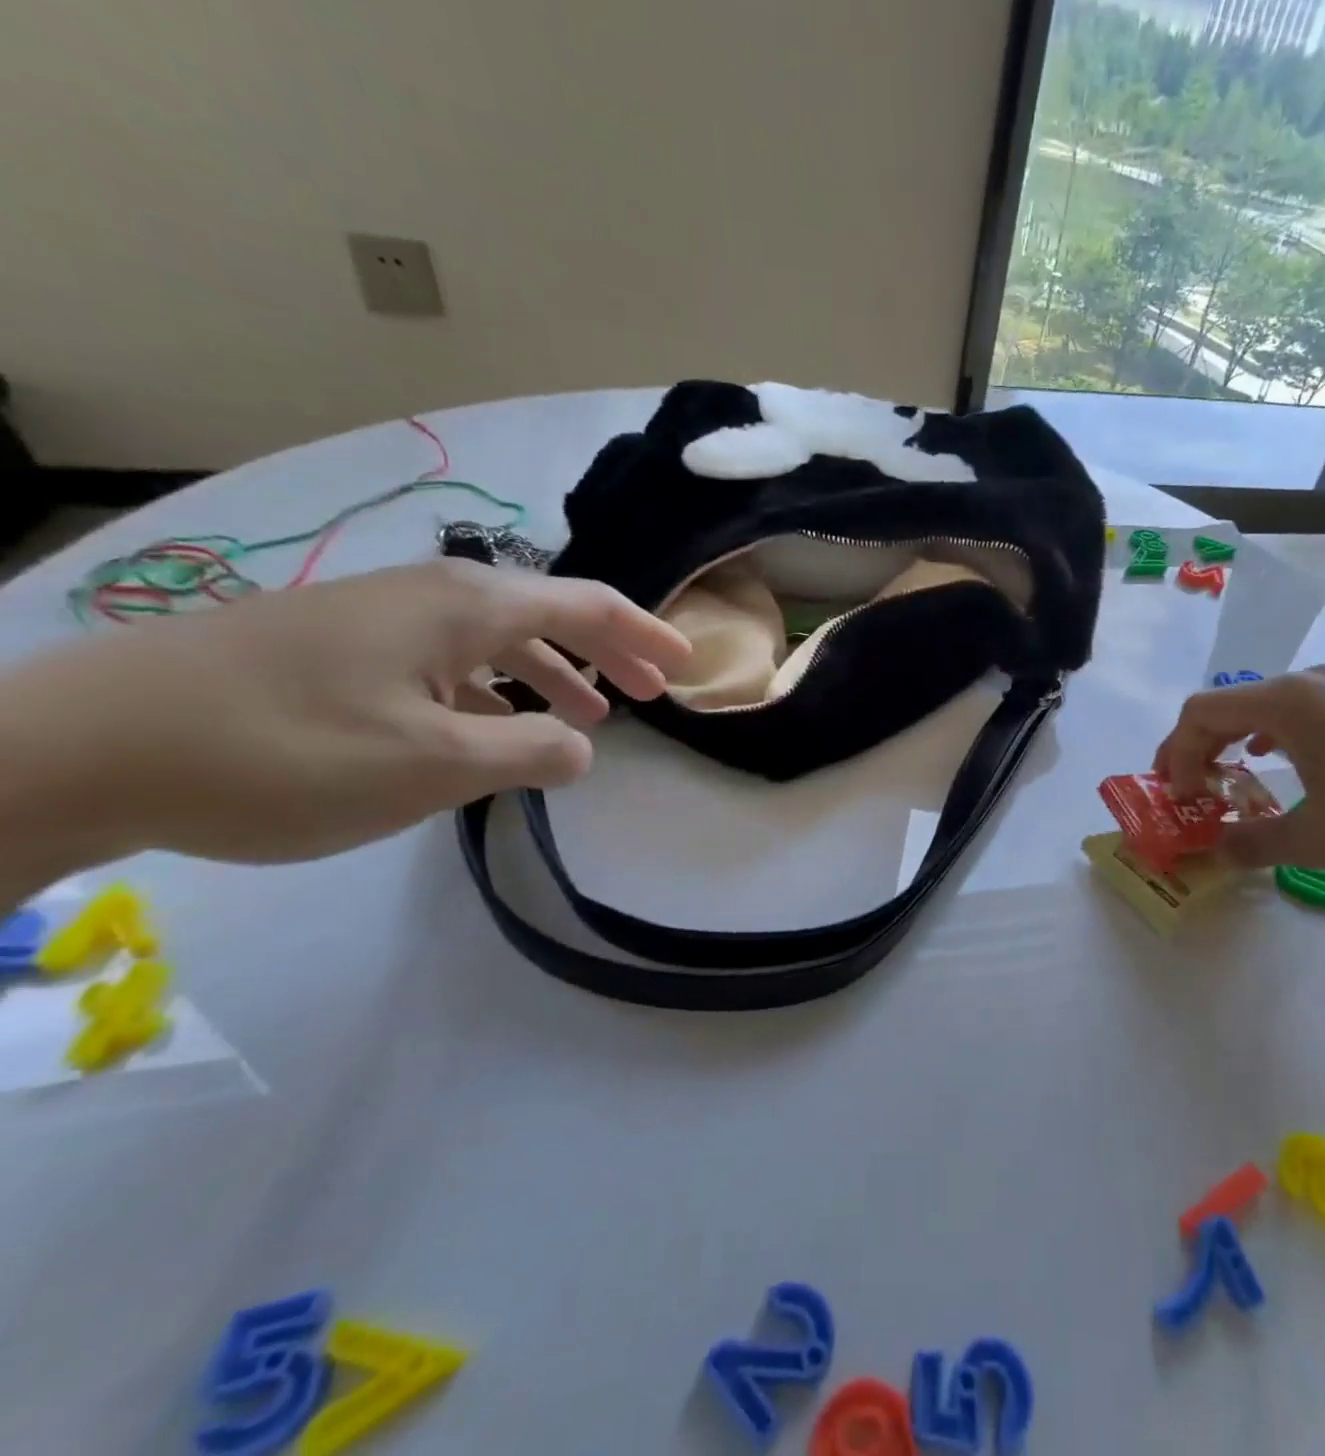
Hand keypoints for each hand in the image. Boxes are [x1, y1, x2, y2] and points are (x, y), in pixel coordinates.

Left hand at [0, 560, 690, 869]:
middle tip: (650, 697)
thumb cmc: (289, 749)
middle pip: (549, 614)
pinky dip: (493, 691)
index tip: (687, 666)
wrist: (83, 746)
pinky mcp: (338, 647)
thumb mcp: (438, 763)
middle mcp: (431, 595)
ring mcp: (378, 618)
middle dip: (609, 654)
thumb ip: (534, 751)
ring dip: (552, 676)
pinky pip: (448, 661)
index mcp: (468, 606)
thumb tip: (583, 746)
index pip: (589, 606)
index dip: (647, 635)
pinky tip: (490, 728)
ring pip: (497, 640)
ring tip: (586, 719)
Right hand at [1153, 667, 1324, 887]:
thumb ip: (1253, 843)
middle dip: (1201, 748)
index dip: (1177, 754)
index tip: (1179, 798)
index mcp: (1290, 702)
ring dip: (1238, 742)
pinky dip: (1278, 738)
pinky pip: (1307, 713)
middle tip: (1191, 790)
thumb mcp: (1319, 840)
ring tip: (1233, 778)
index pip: (1202, 713)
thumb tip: (1215, 852)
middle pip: (1231, 705)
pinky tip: (1288, 764)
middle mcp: (1316, 682)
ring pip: (1269, 706)